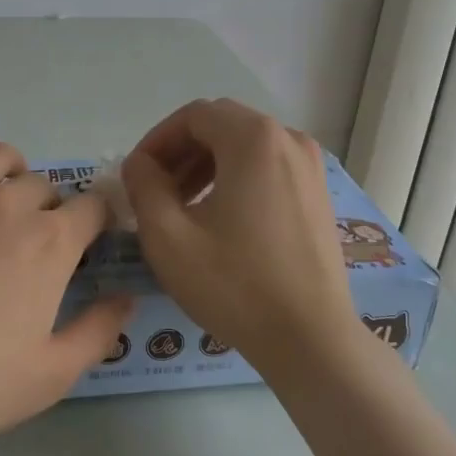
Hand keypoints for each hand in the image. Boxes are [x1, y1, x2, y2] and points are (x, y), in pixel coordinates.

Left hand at [0, 140, 132, 446]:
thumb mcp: (50, 376)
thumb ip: (96, 333)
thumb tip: (126, 300)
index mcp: (48, 243)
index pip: (91, 207)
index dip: (98, 217)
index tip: (92, 234)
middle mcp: (6, 206)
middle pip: (42, 183)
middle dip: (50, 203)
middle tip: (37, 234)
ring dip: (8, 166)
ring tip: (2, 187)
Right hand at [122, 99, 359, 374]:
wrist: (311, 340)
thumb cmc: (234, 284)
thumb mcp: (168, 235)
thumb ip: (143, 185)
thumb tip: (139, 164)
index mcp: (254, 138)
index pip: (193, 116)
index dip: (157, 141)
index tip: (136, 176)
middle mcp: (288, 138)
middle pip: (221, 126)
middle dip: (181, 152)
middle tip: (155, 191)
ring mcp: (310, 166)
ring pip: (245, 147)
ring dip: (207, 166)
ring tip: (183, 207)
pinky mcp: (318, 193)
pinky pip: (268, 167)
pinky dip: (237, 178)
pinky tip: (221, 219)